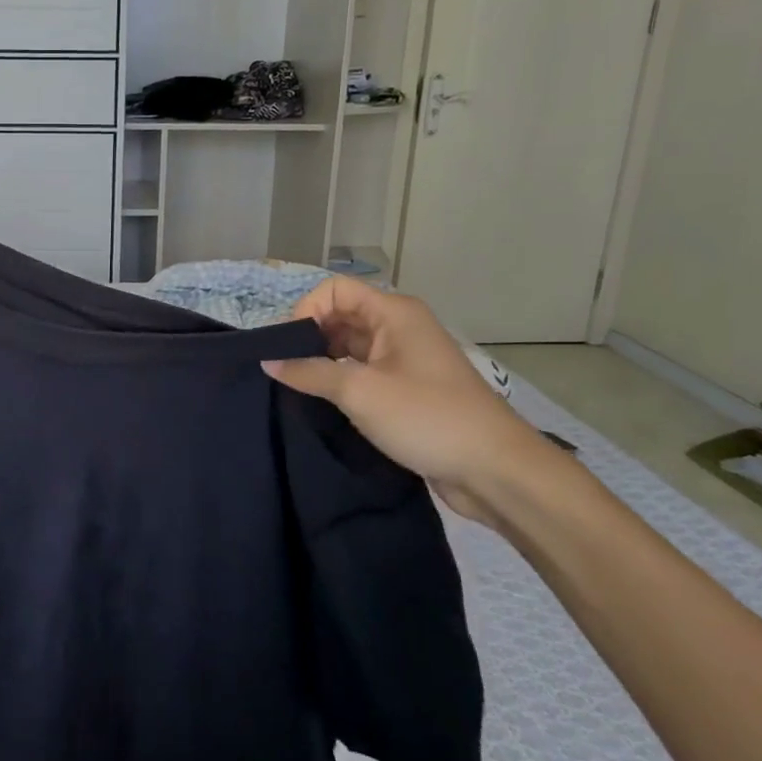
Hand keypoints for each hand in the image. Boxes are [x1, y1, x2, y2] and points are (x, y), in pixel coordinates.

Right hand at [263, 278, 554, 529]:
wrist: (494, 470)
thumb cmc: (426, 417)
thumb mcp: (359, 391)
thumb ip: (308, 372)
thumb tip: (267, 361)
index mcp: (393, 313)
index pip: (334, 290)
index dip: (306, 310)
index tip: (287, 348)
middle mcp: (399, 328)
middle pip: (340, 316)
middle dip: (309, 337)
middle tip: (283, 369)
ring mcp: (404, 359)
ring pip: (349, 347)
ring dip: (322, 362)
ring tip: (296, 388)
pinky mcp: (406, 390)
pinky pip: (362, 373)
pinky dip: (339, 382)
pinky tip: (320, 403)